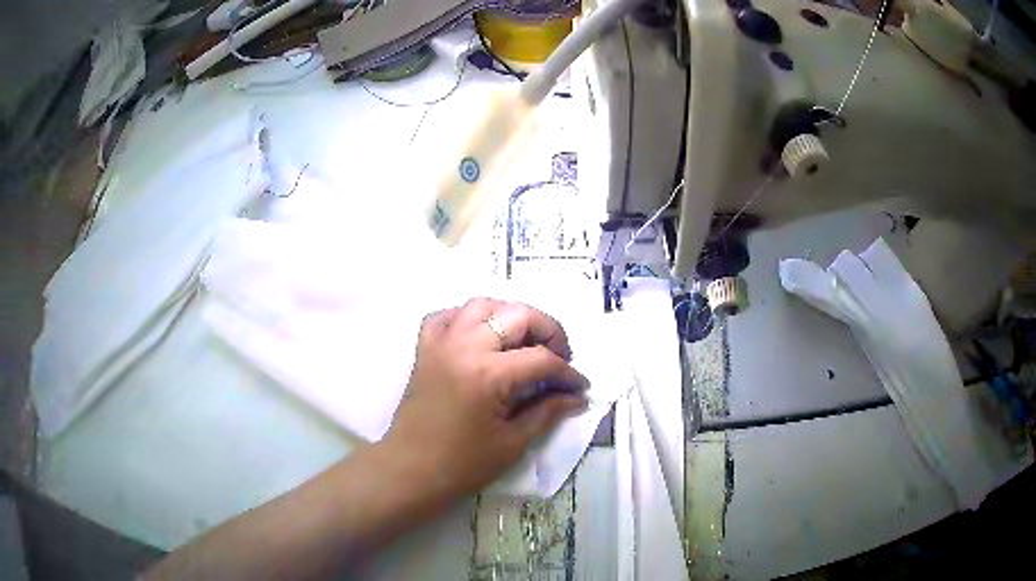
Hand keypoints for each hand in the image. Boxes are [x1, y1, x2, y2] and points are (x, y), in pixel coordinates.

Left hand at [382, 298, 589, 504]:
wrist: (410, 471)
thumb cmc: (463, 465)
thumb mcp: (513, 443)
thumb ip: (548, 412)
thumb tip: (577, 397)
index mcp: (489, 374)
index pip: (542, 359)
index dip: (568, 372)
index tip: (580, 386)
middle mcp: (465, 347)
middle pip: (517, 315)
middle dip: (548, 330)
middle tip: (560, 356)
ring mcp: (441, 344)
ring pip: (482, 305)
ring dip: (510, 316)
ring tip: (524, 341)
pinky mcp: (424, 349)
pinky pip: (446, 316)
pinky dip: (467, 318)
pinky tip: (480, 336)